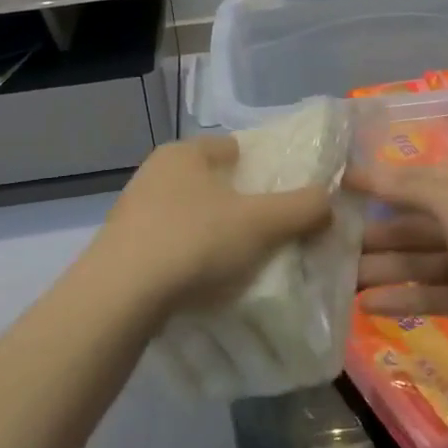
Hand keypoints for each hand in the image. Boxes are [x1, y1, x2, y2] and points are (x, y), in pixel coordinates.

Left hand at [94, 136, 333, 315]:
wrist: (119, 298)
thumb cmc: (195, 241)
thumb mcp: (261, 223)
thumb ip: (302, 208)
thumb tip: (329, 201)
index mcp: (184, 153)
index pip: (233, 148)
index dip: (262, 168)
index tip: (283, 196)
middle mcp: (154, 173)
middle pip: (211, 183)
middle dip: (238, 204)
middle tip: (268, 233)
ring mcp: (133, 212)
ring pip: (189, 215)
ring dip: (212, 234)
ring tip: (240, 263)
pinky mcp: (121, 249)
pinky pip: (168, 246)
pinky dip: (188, 259)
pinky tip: (203, 284)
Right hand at [350, 164, 447, 384]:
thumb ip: (407, 187)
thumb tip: (359, 169)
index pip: (415, 179)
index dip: (376, 183)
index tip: (333, 191)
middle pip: (414, 222)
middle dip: (374, 233)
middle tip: (327, 246)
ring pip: (419, 259)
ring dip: (383, 268)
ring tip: (338, 281)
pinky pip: (433, 293)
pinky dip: (404, 297)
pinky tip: (367, 306)